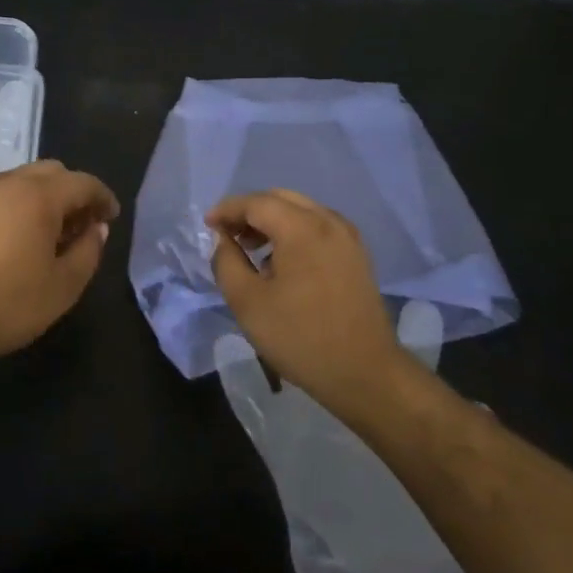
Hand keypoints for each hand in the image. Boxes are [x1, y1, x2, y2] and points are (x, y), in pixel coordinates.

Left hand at [0, 159, 119, 369]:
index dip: (103, 198)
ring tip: (47, 233)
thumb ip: (88, 251)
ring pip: (20, 181)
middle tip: (80, 225)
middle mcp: (8, 184)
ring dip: (42, 197)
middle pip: (51, 172)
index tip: (111, 217)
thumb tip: (96, 229)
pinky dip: (14, 207)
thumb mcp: (64, 285)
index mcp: (39, 195)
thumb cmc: (9, 303)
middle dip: (72, 192)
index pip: (83, 182)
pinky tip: (12, 240)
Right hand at [206, 189, 406, 417]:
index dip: (227, 209)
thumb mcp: (248, 303)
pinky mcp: (357, 255)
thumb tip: (223, 240)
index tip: (207, 225)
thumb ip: (226, 262)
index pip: (256, 203)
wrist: (365, 373)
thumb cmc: (300, 337)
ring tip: (252, 249)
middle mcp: (328, 222)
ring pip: (301, 211)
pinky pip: (318, 227)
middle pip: (281, 199)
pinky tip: (282, 261)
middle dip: (250, 211)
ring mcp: (348, 238)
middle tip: (227, 235)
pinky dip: (294, 232)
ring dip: (272, 221)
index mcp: (302, 228)